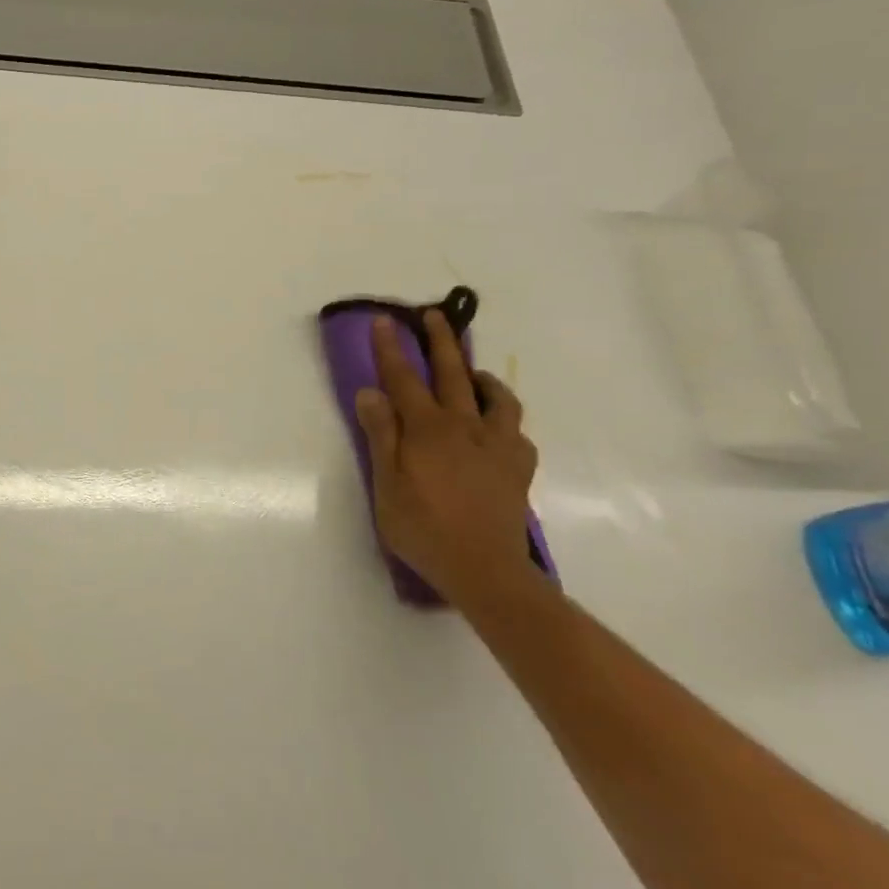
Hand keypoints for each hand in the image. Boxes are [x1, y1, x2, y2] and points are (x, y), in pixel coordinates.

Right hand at [354, 310, 539, 606]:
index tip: (384, 320)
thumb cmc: (424, 528)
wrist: (486, 571)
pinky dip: (504, 420)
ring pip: (496, 398)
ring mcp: (497, 447)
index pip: (404, 379)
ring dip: (481, 377)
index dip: (391, 348)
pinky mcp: (518, 469)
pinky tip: (497, 426)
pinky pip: (516, 433)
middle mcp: (465, 427)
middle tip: (435, 316)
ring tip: (473, 372)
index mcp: (427, 430)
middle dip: (441, 342)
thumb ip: (381, 435)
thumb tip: (370, 392)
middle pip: (453, 375)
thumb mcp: (386, 484)